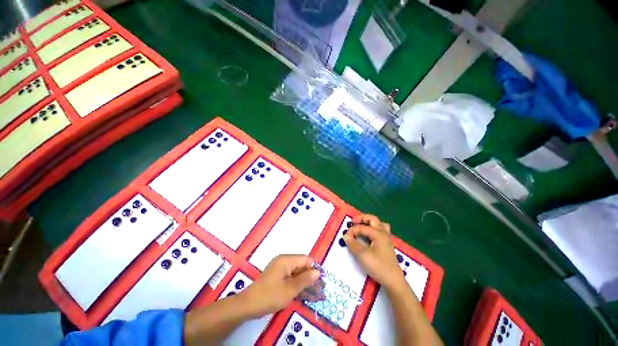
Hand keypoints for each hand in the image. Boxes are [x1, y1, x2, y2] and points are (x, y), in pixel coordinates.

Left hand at [240, 255, 319, 316]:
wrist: (248, 305)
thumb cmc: (270, 296)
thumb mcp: (290, 290)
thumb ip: (305, 280)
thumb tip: (317, 272)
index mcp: (286, 260)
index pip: (306, 259)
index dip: (313, 269)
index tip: (320, 282)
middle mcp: (283, 260)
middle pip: (301, 264)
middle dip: (309, 276)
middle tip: (318, 290)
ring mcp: (279, 267)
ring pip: (296, 271)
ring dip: (304, 281)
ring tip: (312, 293)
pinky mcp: (276, 275)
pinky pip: (290, 276)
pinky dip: (296, 283)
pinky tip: (301, 292)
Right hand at [344, 214, 405, 292]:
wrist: (393, 281)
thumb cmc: (378, 266)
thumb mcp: (363, 255)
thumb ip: (353, 244)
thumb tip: (346, 235)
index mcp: (378, 233)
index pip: (362, 227)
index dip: (352, 230)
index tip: (345, 237)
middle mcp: (383, 233)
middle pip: (372, 219)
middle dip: (361, 219)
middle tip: (352, 222)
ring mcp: (386, 239)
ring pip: (378, 224)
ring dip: (369, 223)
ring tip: (361, 226)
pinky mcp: (387, 245)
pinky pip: (380, 231)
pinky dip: (373, 229)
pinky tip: (368, 236)